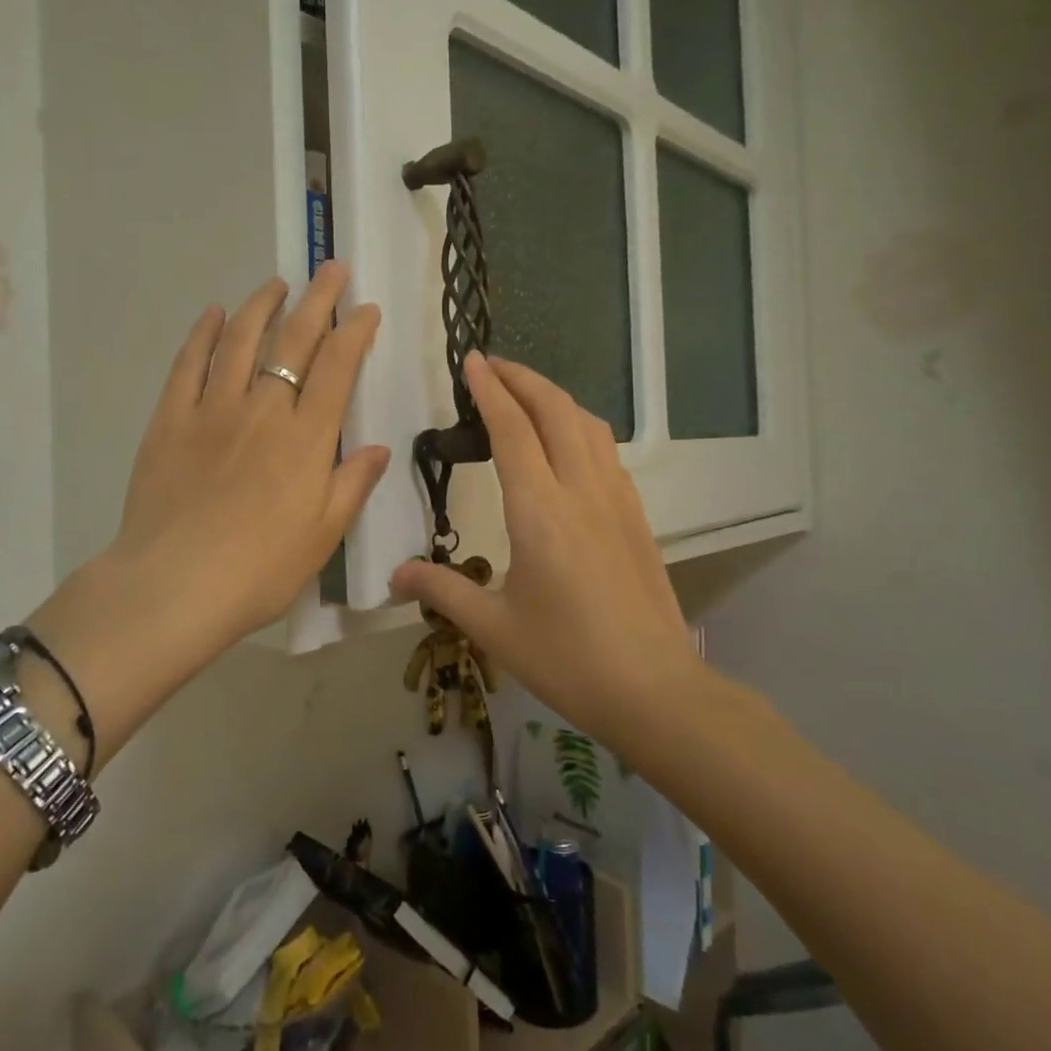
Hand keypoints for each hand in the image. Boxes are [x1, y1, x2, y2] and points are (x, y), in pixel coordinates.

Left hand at [24, 263, 388, 764]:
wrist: (174, 586)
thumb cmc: (260, 569)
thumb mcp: (323, 535)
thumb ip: (351, 484)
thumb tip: (378, 448)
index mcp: (306, 438)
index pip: (337, 368)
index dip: (355, 332)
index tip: (366, 309)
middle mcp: (263, 409)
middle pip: (294, 340)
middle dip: (317, 300)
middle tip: (330, 270)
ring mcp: (212, 409)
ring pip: (241, 340)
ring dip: (261, 305)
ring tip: (276, 283)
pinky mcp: (170, 419)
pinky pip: (189, 364)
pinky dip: (203, 334)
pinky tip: (214, 314)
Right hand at [390, 354, 699, 751]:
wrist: (655, 690)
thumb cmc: (567, 659)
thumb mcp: (493, 628)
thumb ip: (442, 590)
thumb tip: (395, 575)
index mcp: (540, 511)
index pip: (512, 430)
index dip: (490, 390)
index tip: (471, 361)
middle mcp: (581, 491)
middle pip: (555, 410)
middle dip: (523, 378)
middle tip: (491, 366)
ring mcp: (616, 500)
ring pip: (588, 424)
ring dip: (555, 398)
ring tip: (525, 396)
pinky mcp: (637, 516)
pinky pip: (607, 451)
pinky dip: (580, 427)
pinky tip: (566, 445)